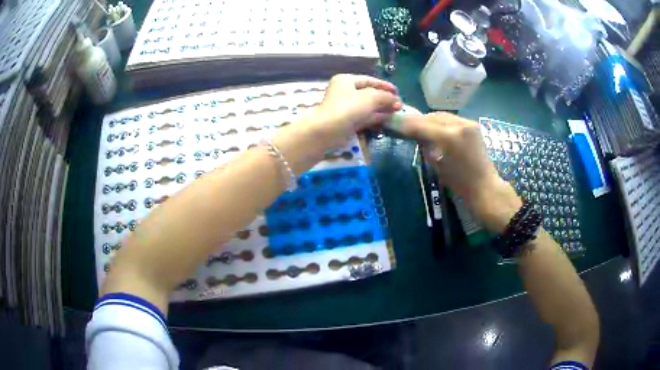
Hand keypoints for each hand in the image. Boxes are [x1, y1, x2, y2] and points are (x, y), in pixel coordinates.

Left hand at [310, 74, 401, 147]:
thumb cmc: (348, 108)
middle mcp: (344, 92)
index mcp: (346, 80)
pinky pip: (363, 117)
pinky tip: (387, 120)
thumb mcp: (370, 98)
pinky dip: (375, 118)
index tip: (397, 91)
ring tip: (397, 112)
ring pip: (367, 106)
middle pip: (368, 93)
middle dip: (384, 99)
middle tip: (399, 104)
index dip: (384, 85)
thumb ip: (385, 97)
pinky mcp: (346, 122)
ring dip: (381, 109)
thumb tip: (397, 101)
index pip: (369, 80)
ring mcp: (345, 108)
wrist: (328, 131)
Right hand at [401, 112, 521, 231]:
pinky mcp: (472, 124)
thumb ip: (426, 146)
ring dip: (428, 120)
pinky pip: (450, 119)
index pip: (421, 125)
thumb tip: (414, 134)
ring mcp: (467, 122)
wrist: (484, 186)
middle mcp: (459, 124)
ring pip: (440, 115)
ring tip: (418, 127)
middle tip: (404, 125)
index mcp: (449, 137)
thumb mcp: (437, 165)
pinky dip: (440, 122)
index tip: (392, 122)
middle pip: (431, 117)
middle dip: (416, 120)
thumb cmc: (460, 183)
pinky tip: (434, 129)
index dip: (405, 124)